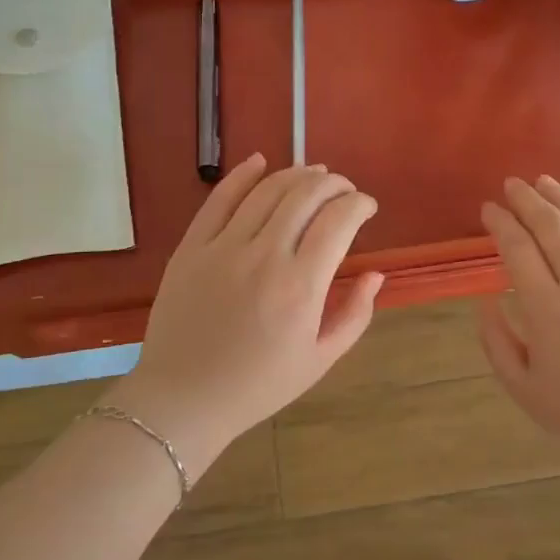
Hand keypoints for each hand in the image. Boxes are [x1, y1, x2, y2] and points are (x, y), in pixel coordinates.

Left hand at [113, 155, 382, 470]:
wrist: (184, 398)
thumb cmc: (258, 385)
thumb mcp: (320, 360)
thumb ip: (354, 314)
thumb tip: (375, 274)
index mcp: (300, 287)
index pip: (339, 220)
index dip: (360, 204)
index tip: (367, 208)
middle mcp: (264, 256)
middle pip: (305, 195)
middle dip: (334, 183)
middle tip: (344, 190)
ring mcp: (223, 247)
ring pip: (267, 190)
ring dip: (297, 174)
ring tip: (313, 175)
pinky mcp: (192, 247)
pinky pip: (219, 199)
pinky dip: (243, 174)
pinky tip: (260, 161)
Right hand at [479, 177, 559, 456]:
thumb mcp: (522, 387)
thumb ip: (496, 341)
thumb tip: (485, 300)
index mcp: (548, 310)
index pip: (518, 249)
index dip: (500, 223)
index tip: (488, 208)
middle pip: (552, 227)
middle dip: (528, 200)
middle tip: (512, 184)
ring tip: (544, 182)